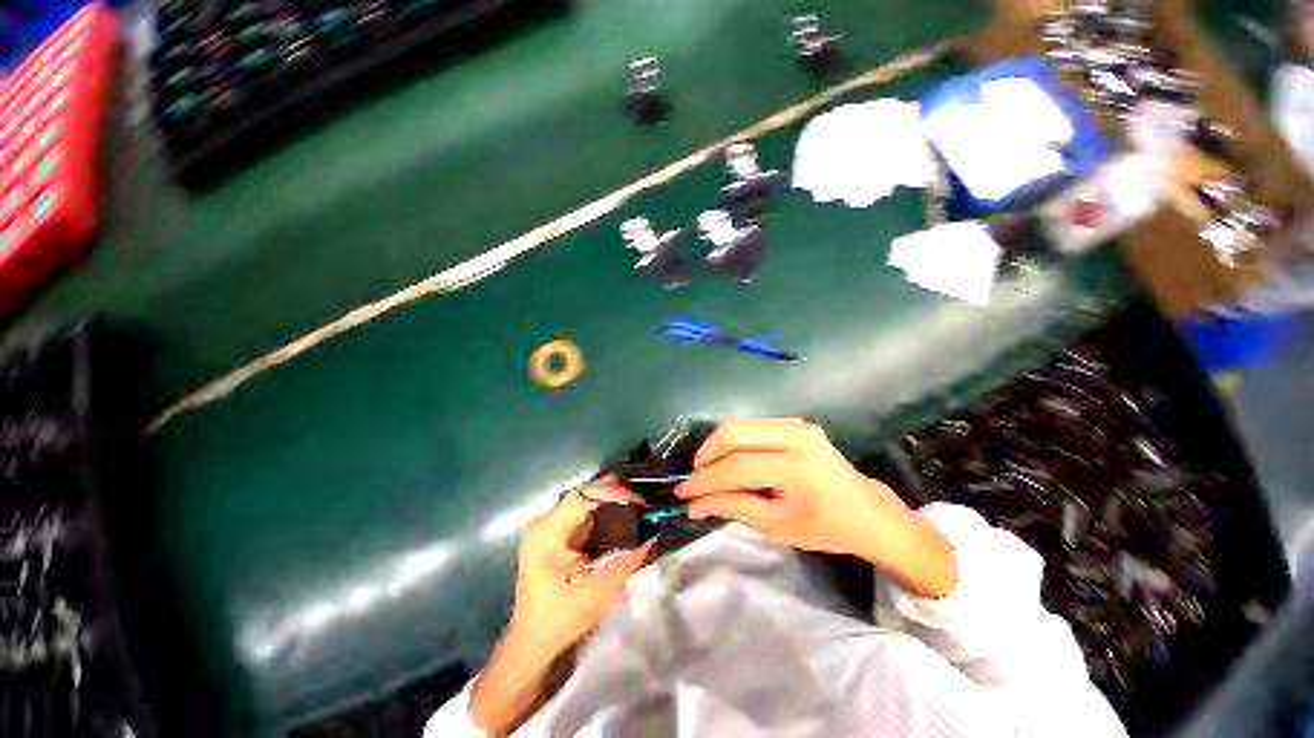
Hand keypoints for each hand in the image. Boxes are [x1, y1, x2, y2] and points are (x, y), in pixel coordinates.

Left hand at [470, 482, 650, 732]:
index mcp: (547, 532)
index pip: (583, 495)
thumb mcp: (599, 590)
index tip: (639, 501)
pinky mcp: (553, 534)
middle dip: (615, 495)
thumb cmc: (562, 618)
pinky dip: (603, 514)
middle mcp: (543, 521)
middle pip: (584, 494)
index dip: (612, 492)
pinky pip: (582, 513)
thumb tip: (655, 534)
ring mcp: (546, 526)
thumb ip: (628, 559)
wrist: (534, 643)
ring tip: (637, 507)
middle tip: (642, 501)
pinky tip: (621, 518)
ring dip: (610, 503)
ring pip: (584, 501)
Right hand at [675, 417, 956, 597]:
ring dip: (717, 445)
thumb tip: (694, 504)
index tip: (683, 493)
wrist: (868, 512)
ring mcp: (797, 424)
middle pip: (733, 433)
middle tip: (696, 479)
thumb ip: (732, 508)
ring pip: (739, 423)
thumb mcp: (776, 527)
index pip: (736, 467)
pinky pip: (752, 424)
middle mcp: (796, 436)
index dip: (705, 481)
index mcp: (796, 468)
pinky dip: (734, 439)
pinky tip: (730, 458)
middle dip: (706, 456)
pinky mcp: (796, 422)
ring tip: (709, 469)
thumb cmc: (826, 528)